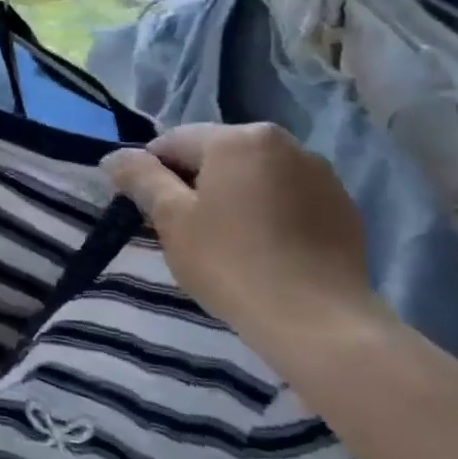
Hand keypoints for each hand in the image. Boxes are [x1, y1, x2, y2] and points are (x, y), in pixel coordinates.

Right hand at [99, 123, 382, 346]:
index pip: (174, 142)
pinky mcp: (343, 208)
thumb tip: (114, 157)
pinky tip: (263, 251)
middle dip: (194, 184)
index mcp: (239, 138)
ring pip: (254, 176)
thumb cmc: (231, 262)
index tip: (148, 212)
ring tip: (226, 243)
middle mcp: (285, 142)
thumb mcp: (172, 220)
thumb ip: (141, 179)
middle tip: (184, 231)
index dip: (151, 173)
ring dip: (232, 197)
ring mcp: (321, 174)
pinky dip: (267, 214)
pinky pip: (287, 199)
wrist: (317, 320)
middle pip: (217, 155)